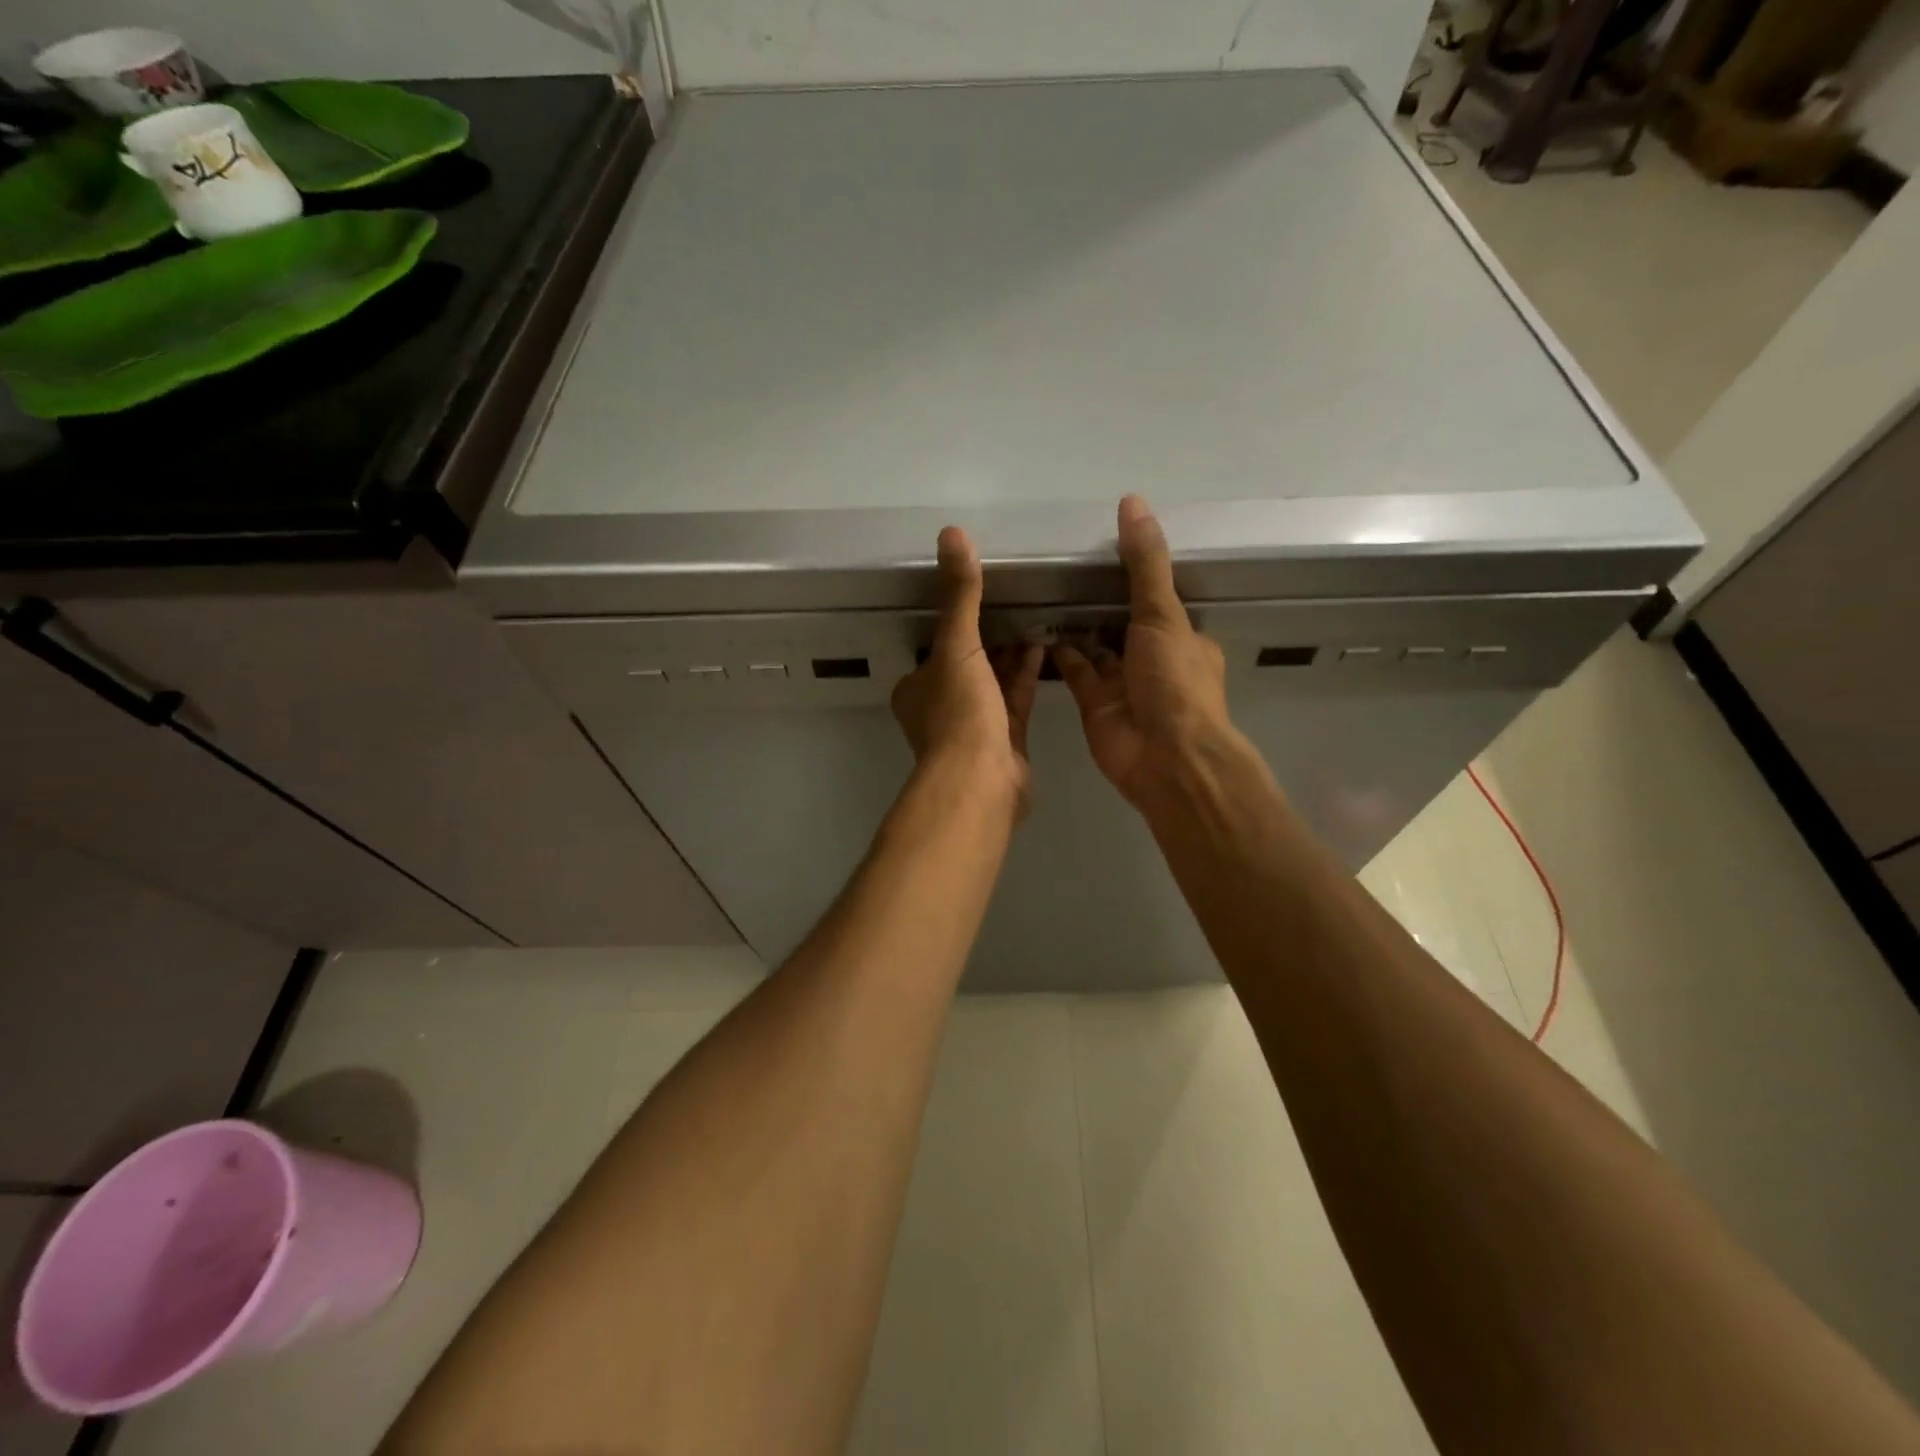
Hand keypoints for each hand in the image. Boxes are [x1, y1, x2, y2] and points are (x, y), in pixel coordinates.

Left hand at [891, 526, 1043, 810]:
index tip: (981, 597)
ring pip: (993, 681)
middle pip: (967, 663)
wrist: (980, 782)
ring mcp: (973, 726)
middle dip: (989, 637)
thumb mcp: (956, 646)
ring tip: (1035, 618)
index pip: (935, 647)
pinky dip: (1027, 675)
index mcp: (917, 687)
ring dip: (1011, 654)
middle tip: (1016, 602)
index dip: (956, 623)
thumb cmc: (959, 713)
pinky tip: (1045, 647)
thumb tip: (952, 533)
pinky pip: (1016, 699)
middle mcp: (941, 706)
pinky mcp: (1005, 741)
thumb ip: (959, 594)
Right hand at [1056, 496, 1236, 807]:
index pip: (1158, 602)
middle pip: (1123, 625)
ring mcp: (1122, 685)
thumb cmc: (1173, 681)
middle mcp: (1153, 661)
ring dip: (1075, 626)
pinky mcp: (1095, 705)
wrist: (1164, 757)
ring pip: (1096, 648)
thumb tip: (1133, 502)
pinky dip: (1059, 653)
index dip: (1136, 579)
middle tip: (1062, 568)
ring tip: (1044, 591)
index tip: (1104, 550)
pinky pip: (1075, 672)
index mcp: (1182, 639)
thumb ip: (1145, 563)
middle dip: (1099, 603)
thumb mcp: (1163, 614)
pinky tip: (1037, 626)